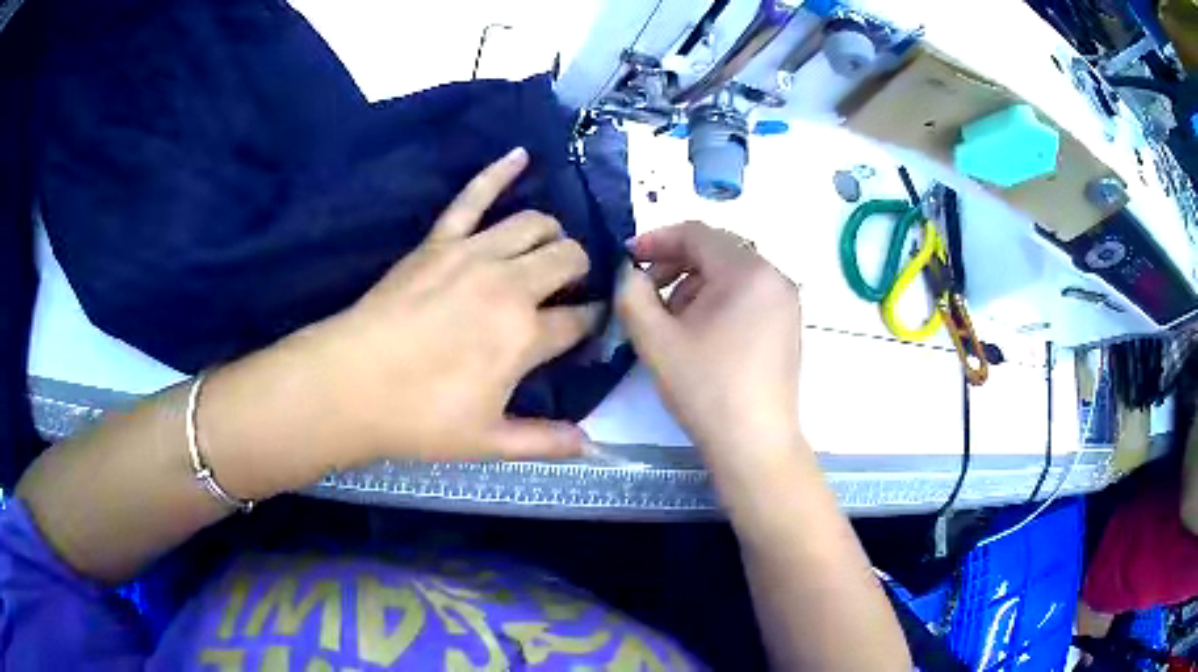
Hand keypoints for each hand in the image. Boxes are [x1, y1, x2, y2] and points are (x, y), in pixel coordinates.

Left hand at [283, 148, 598, 462]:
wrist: (350, 384)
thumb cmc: (419, 418)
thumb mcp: (488, 442)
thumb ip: (546, 442)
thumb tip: (593, 446)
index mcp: (526, 336)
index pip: (579, 319)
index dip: (592, 322)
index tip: (591, 327)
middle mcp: (511, 285)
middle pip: (567, 259)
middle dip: (579, 271)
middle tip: (569, 289)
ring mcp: (474, 255)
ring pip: (534, 223)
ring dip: (553, 233)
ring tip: (550, 248)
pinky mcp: (439, 240)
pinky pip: (474, 196)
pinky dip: (498, 172)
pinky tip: (520, 155)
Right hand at [616, 222, 804, 478]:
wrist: (754, 443)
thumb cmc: (705, 389)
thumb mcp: (655, 339)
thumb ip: (632, 293)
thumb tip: (630, 272)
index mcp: (748, 271)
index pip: (697, 233)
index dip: (657, 240)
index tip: (628, 259)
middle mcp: (775, 276)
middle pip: (717, 250)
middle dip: (676, 264)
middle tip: (645, 290)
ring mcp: (786, 301)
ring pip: (732, 273)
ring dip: (695, 283)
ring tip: (671, 318)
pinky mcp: (788, 323)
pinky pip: (748, 293)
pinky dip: (719, 299)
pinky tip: (701, 332)